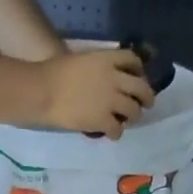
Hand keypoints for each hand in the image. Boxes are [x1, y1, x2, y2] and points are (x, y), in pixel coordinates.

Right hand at [38, 48, 154, 136]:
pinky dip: (116, 133)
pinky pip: (118, 129)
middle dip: (147, 97)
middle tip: (146, 105)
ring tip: (126, 121)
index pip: (133, 60)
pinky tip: (111, 134)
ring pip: (134, 111)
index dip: (139, 70)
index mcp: (107, 60)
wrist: (45, 91)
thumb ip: (99, 68)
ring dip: (133, 117)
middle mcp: (114, 79)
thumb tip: (106, 78)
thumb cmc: (56, 73)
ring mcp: (111, 101)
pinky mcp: (103, 120)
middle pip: (141, 87)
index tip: (139, 77)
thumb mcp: (83, 60)